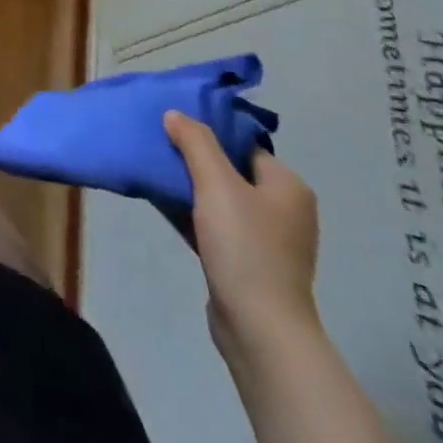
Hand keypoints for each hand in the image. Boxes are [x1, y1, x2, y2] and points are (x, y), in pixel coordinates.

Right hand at [164, 110, 320, 362]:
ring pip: (220, 198)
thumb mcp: (216, 184)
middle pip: (230, 170)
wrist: (259, 328)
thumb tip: (175, 114)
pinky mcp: (248, 263)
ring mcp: (267, 239)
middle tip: (158, 146)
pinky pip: (215, 224)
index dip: (208, 132)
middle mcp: (283, 209)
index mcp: (287, 186)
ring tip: (155, 172)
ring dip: (190, 187)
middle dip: (194, 159)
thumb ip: (195, 142)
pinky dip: (192, 213)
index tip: (172, 125)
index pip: (243, 144)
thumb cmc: (245, 247)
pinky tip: (163, 205)